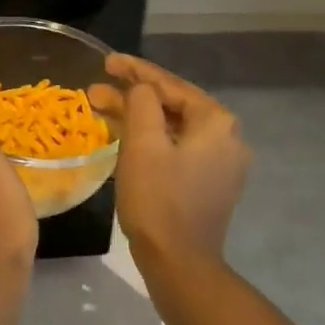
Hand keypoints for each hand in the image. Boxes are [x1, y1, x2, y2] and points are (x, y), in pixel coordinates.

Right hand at [94, 54, 249, 269]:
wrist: (180, 263)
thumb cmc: (159, 199)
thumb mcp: (143, 144)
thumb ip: (142, 102)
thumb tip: (141, 89)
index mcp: (215, 122)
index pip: (169, 85)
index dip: (135, 70)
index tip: (107, 61)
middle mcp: (227, 137)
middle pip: (173, 105)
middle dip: (133, 95)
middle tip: (97, 88)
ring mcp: (222, 163)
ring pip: (173, 128)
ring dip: (139, 117)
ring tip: (102, 110)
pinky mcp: (211, 183)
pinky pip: (178, 148)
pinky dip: (153, 139)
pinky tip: (126, 137)